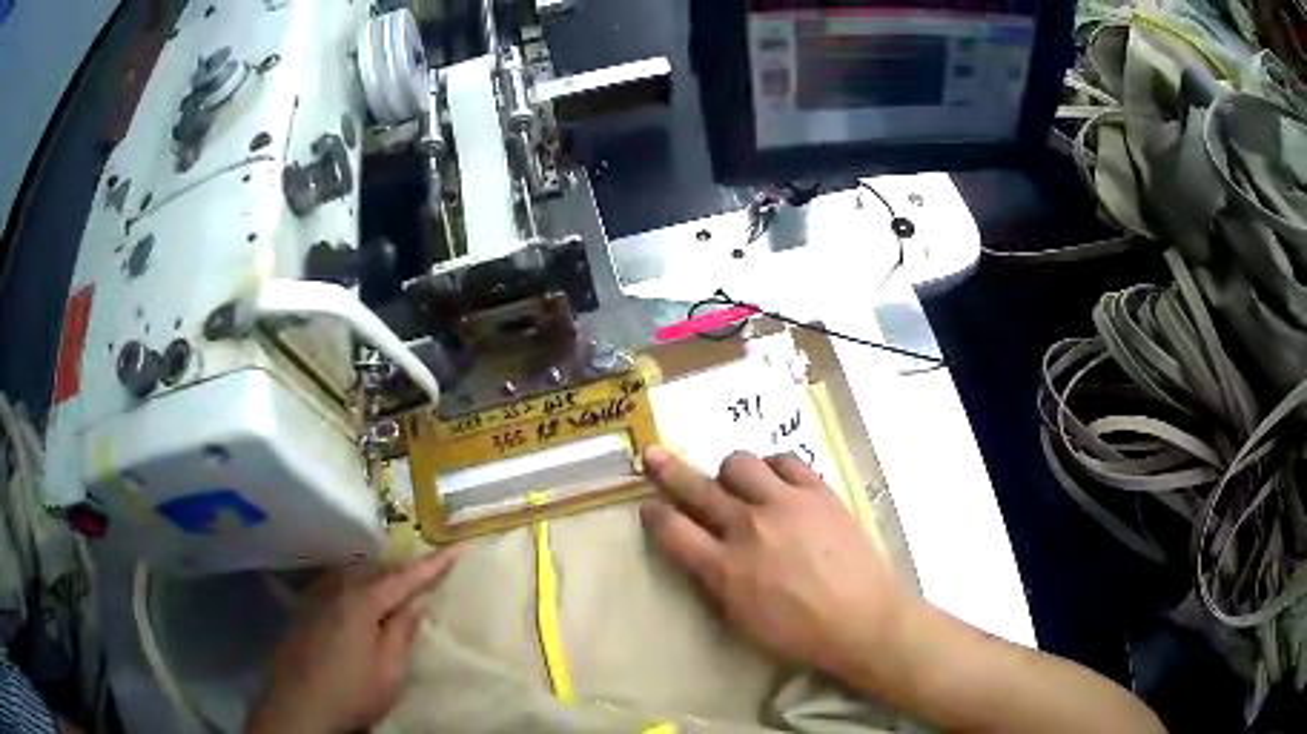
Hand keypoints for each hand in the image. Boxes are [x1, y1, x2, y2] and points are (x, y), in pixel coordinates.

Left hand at [246, 550, 459, 733]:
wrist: (299, 707)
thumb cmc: (352, 692)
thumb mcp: (389, 670)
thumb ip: (403, 631)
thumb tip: (418, 600)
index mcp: (362, 602)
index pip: (404, 578)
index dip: (432, 565)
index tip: (456, 548)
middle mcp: (336, 589)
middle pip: (375, 569)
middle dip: (402, 568)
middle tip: (426, 571)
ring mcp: (315, 596)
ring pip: (352, 573)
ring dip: (376, 574)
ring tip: (394, 582)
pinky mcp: (303, 608)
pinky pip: (334, 583)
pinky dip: (353, 584)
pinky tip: (355, 595)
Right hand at [640, 446, 907, 683]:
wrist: (863, 620)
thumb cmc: (799, 634)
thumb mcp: (741, 621)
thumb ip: (714, 582)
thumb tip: (702, 553)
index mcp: (724, 568)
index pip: (673, 530)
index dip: (655, 515)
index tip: (649, 506)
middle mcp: (748, 527)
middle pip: (697, 488)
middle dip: (669, 470)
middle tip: (654, 456)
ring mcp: (785, 503)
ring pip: (739, 463)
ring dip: (729, 473)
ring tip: (736, 482)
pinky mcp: (817, 492)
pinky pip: (784, 461)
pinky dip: (772, 467)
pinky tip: (774, 479)